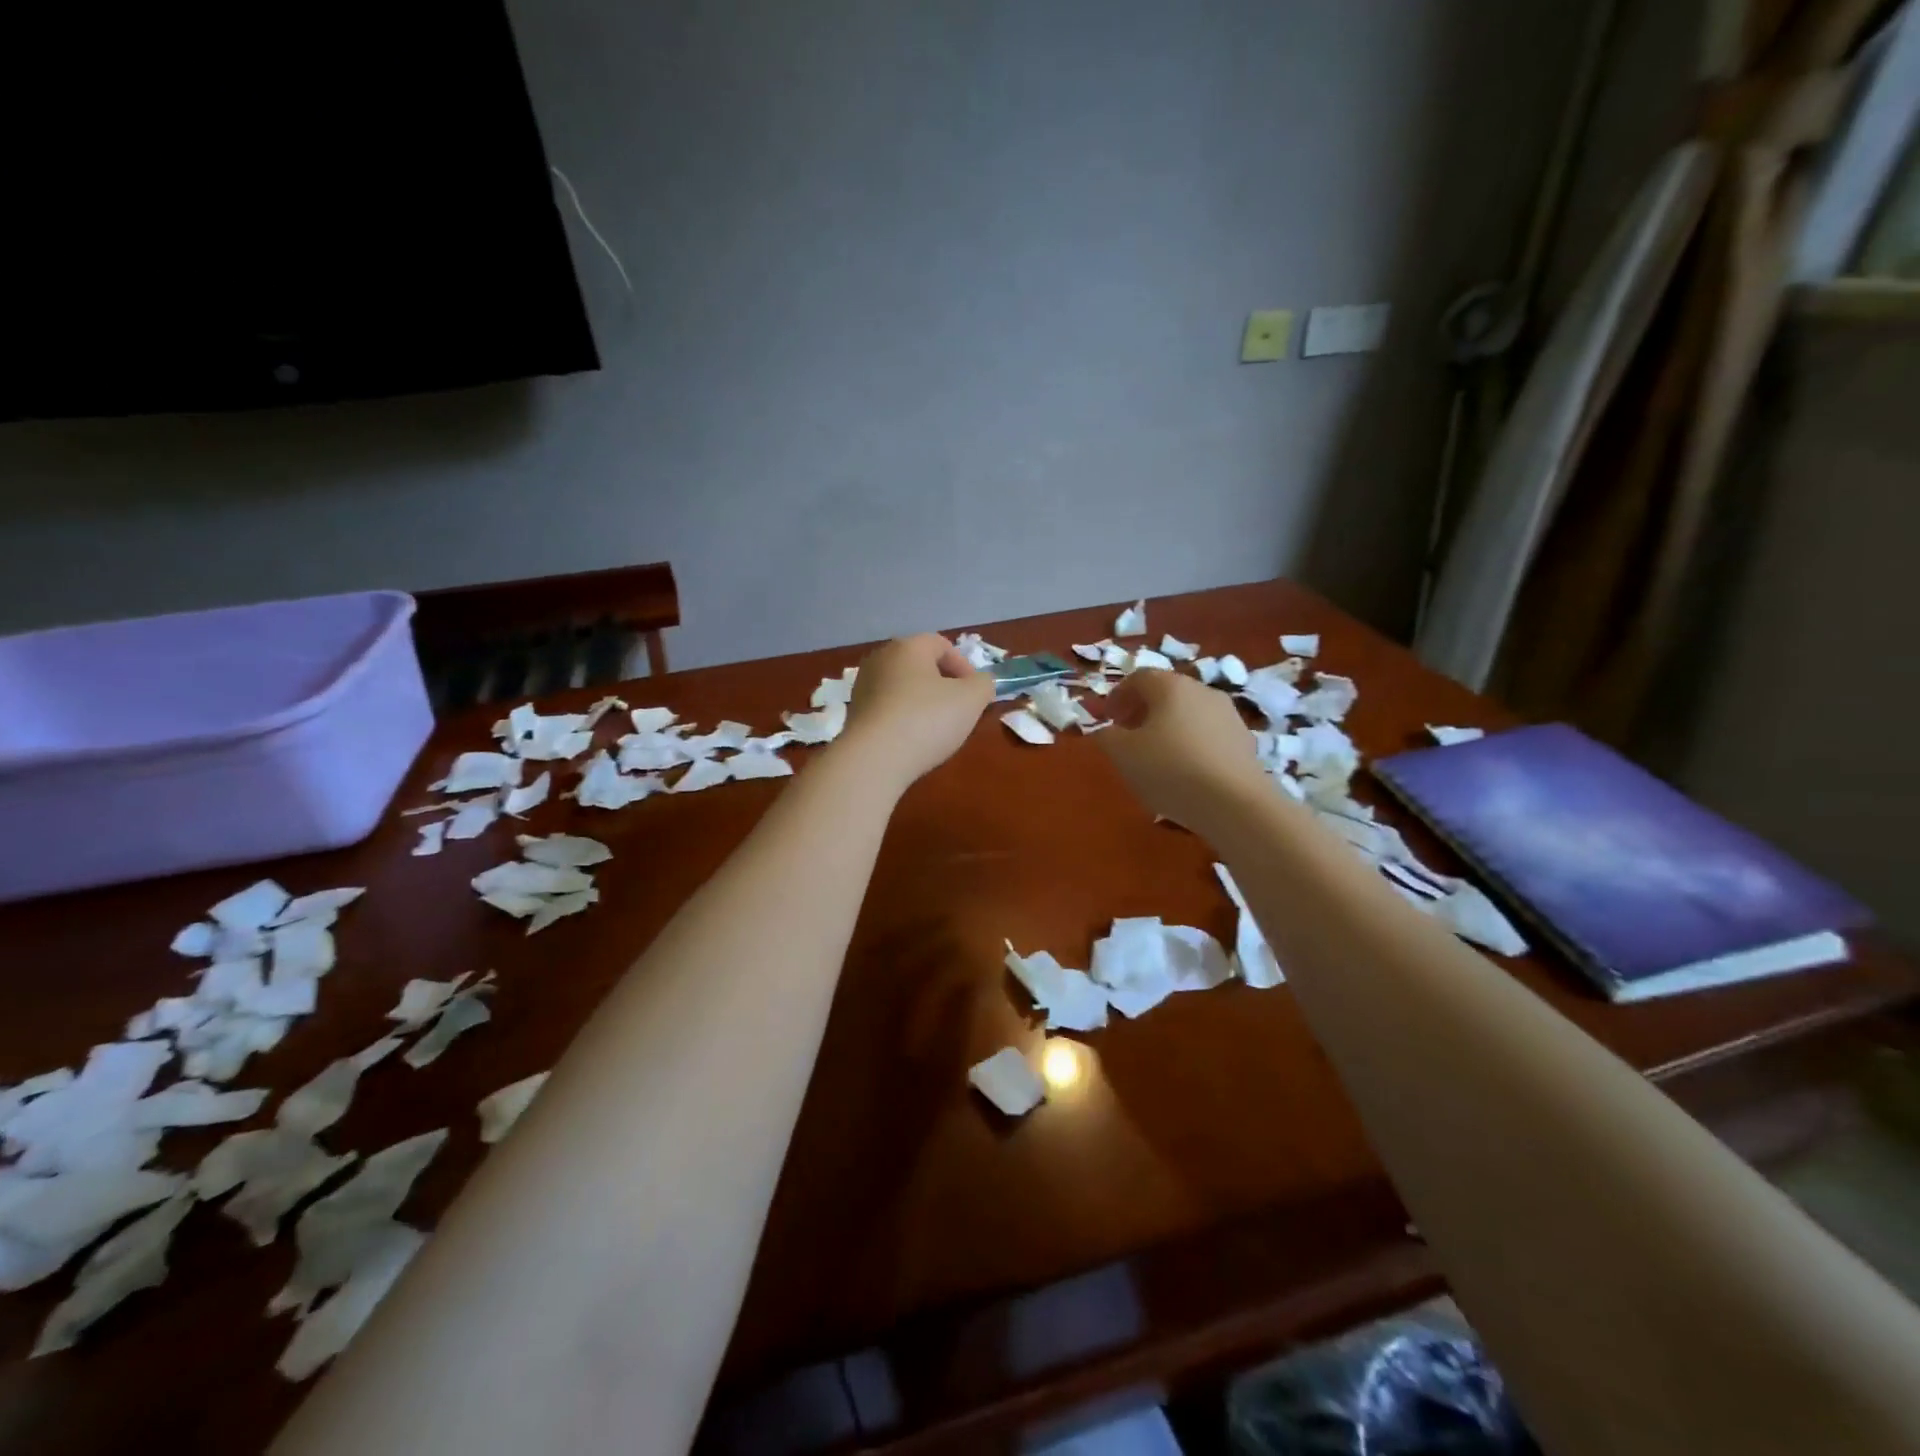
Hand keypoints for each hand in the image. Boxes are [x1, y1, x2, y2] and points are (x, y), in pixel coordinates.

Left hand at [840, 634, 994, 789]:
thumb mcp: (972, 700)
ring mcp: (863, 686)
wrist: (874, 759)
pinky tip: (912, 740)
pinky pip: (887, 707)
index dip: (964, 666)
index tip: (975, 694)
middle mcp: (881, 658)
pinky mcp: (854, 713)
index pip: (942, 645)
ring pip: (902, 687)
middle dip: (943, 684)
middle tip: (958, 709)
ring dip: (922, 701)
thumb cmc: (927, 719)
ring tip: (936, 728)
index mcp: (908, 647)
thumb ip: (983, 684)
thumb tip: (980, 683)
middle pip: (920, 665)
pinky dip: (903, 717)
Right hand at [1097, 670, 1270, 831]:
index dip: (1117, 696)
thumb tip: (1106, 731)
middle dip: (1142, 711)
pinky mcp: (1244, 742)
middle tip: (1126, 735)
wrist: (1235, 803)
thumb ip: (1106, 737)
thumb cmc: (1169, 769)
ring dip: (1167, 728)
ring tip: (1155, 757)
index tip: (1105, 719)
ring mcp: (1228, 716)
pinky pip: (1207, 736)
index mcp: (1170, 686)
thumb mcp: (1122, 754)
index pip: (1138, 678)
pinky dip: (1190, 745)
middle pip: (1166, 693)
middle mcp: (1202, 691)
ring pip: (1189, 714)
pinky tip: (1184, 772)